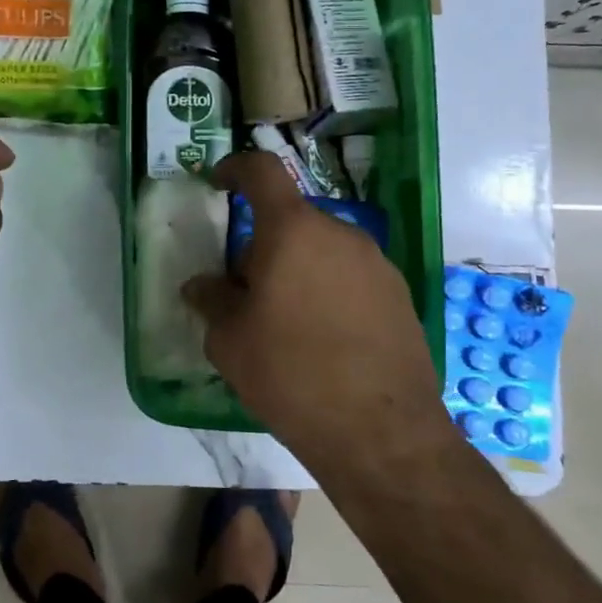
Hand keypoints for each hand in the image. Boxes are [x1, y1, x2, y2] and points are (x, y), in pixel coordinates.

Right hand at [182, 151, 443, 469]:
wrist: (382, 433)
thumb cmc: (291, 374)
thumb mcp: (230, 341)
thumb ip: (212, 300)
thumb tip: (202, 286)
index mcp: (293, 230)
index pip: (262, 171)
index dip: (235, 169)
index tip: (218, 183)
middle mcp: (340, 233)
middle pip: (291, 222)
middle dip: (263, 247)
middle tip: (246, 295)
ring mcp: (376, 263)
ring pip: (321, 251)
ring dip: (296, 271)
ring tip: (285, 326)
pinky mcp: (399, 295)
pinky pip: (349, 277)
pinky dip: (328, 292)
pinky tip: (323, 342)